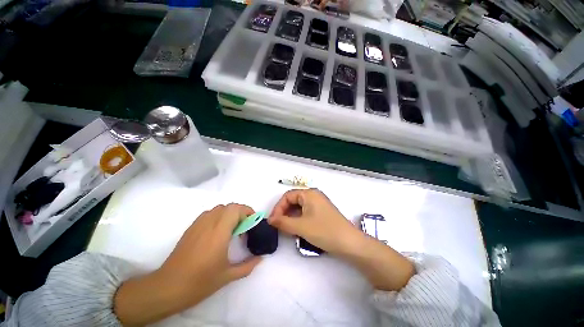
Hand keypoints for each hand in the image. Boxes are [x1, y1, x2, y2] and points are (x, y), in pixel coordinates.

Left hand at [115, 204, 261, 325]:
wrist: (168, 287)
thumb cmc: (199, 282)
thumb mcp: (227, 276)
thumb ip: (248, 265)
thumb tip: (261, 258)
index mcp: (219, 232)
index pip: (236, 209)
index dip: (248, 211)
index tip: (253, 222)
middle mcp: (209, 223)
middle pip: (229, 206)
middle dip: (241, 212)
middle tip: (245, 226)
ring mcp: (198, 224)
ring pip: (219, 208)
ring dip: (230, 213)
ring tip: (233, 228)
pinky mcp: (191, 227)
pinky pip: (210, 213)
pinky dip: (219, 216)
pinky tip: (219, 231)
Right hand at [268, 188, 360, 254]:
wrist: (349, 243)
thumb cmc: (324, 231)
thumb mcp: (300, 227)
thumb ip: (283, 222)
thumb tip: (269, 219)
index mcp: (309, 193)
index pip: (287, 196)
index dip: (278, 207)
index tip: (272, 221)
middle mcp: (314, 195)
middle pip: (293, 200)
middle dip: (284, 212)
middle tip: (278, 225)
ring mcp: (319, 204)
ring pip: (299, 207)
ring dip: (291, 217)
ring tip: (286, 229)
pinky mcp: (322, 212)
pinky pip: (306, 212)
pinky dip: (299, 219)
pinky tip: (297, 229)